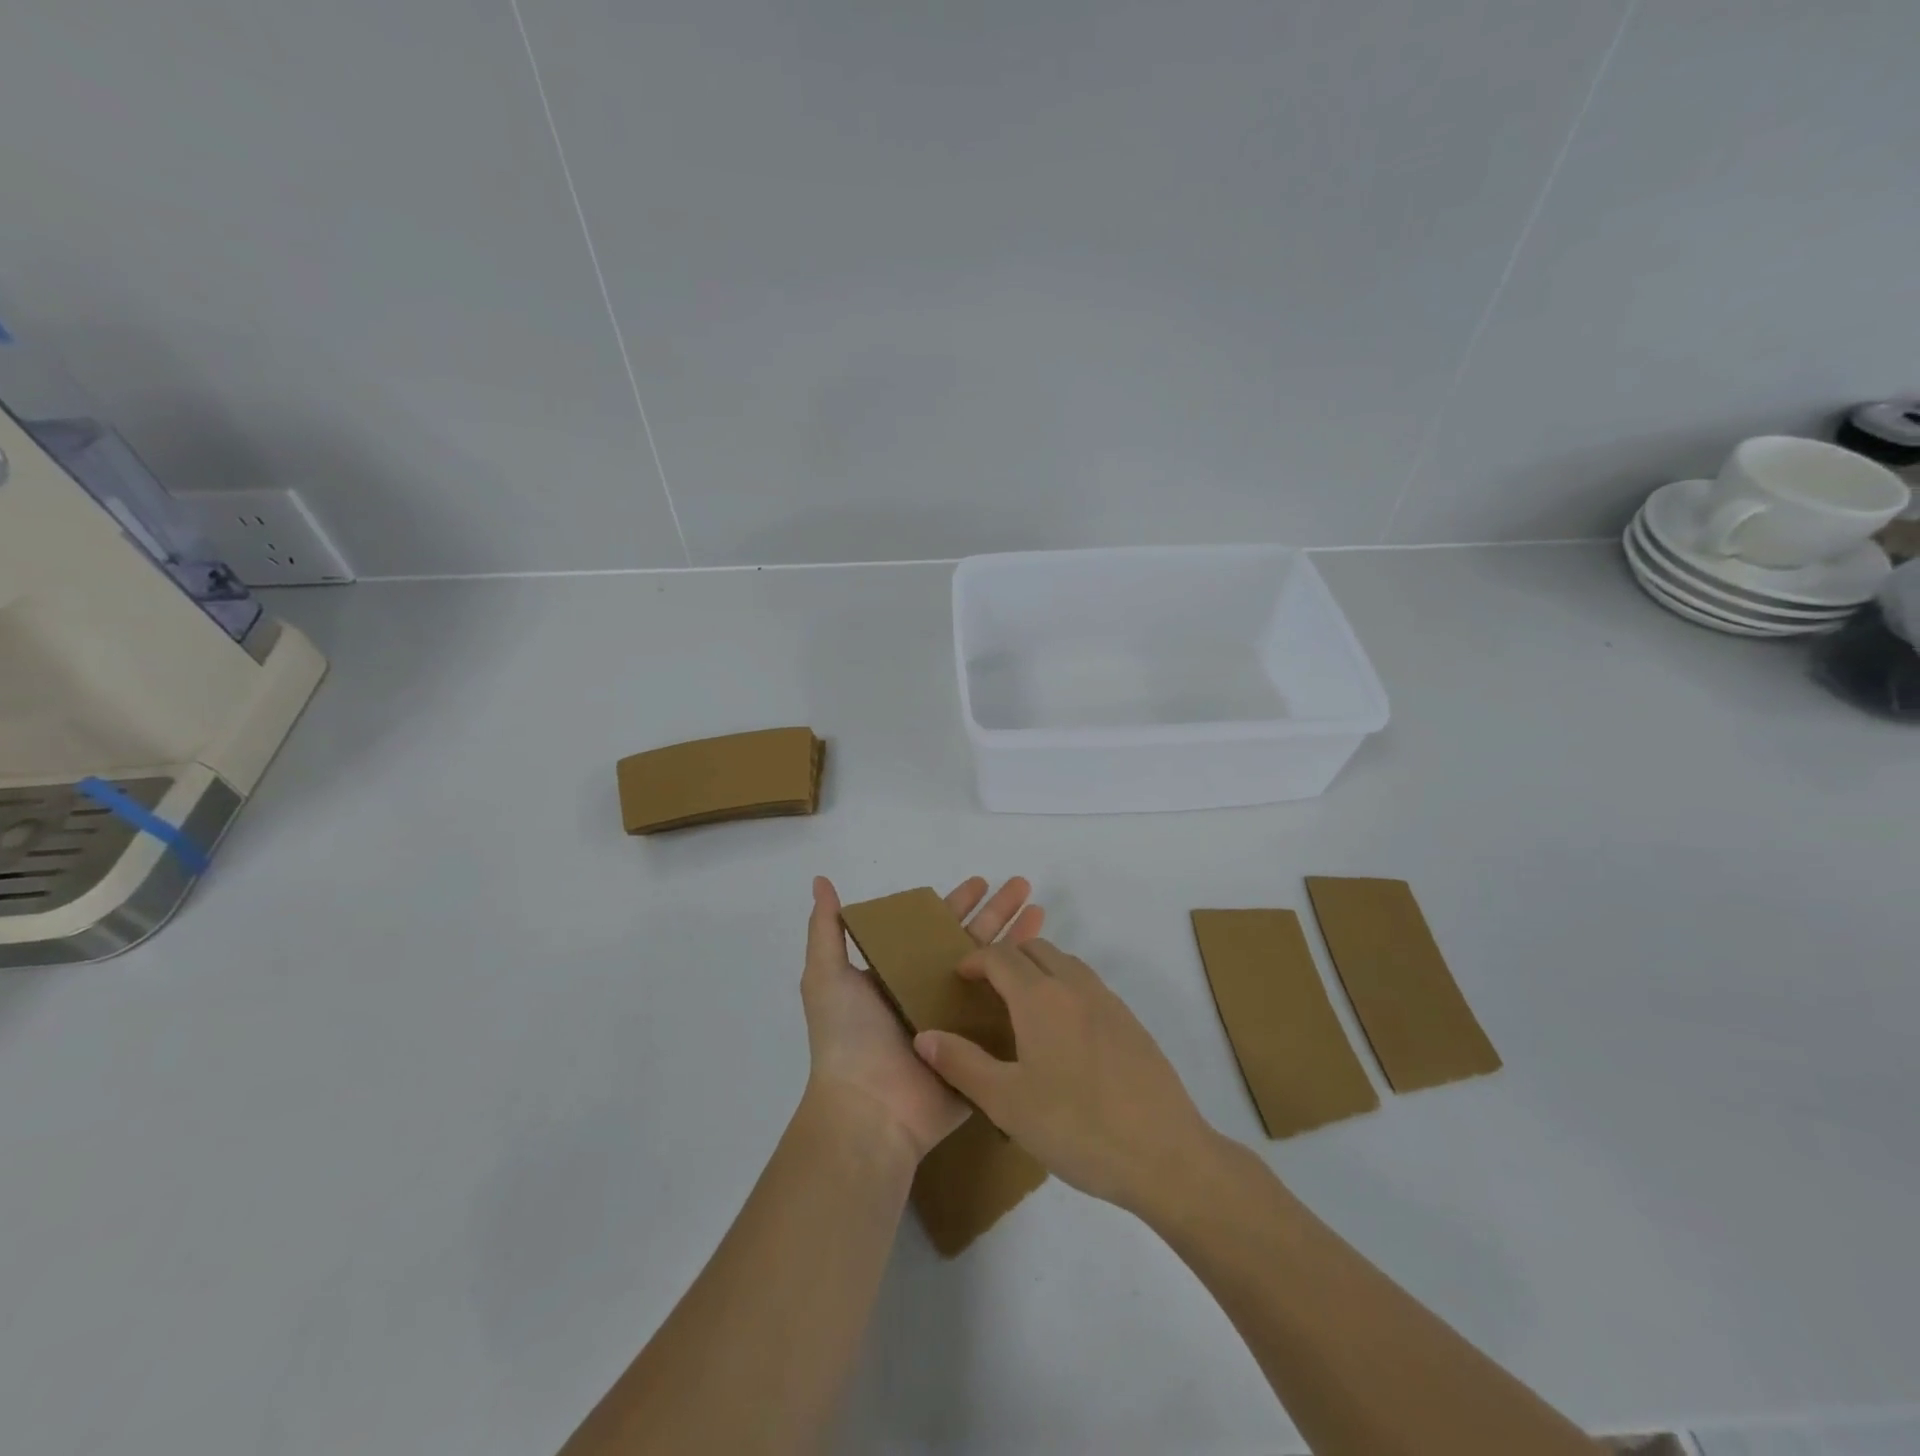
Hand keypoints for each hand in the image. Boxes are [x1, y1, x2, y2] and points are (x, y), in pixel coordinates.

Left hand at [802, 876, 1042, 1162]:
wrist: (870, 1111)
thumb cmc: (848, 1039)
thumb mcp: (825, 977)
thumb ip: (826, 930)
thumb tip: (820, 880)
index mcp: (902, 974)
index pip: (936, 928)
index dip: (958, 903)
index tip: (982, 881)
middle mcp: (933, 993)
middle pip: (973, 942)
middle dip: (998, 913)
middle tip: (1023, 885)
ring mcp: (962, 1022)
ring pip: (997, 972)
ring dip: (1019, 941)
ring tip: (1041, 910)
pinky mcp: (983, 1050)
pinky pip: (1010, 1014)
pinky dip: (1030, 989)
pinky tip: (1049, 963)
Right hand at [912, 939, 1215, 1214]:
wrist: (1166, 1154)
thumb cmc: (1078, 1127)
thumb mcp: (1007, 1102)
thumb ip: (961, 1064)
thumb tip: (923, 1036)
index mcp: (1041, 997)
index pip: (999, 956)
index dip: (974, 960)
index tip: (958, 978)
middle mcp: (1075, 986)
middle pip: (1034, 949)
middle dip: (1005, 958)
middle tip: (986, 990)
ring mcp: (1108, 1001)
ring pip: (1065, 963)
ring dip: (1038, 969)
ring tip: (1021, 1006)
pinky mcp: (1131, 1022)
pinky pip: (1088, 985)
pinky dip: (1064, 988)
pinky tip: (1062, 1033)